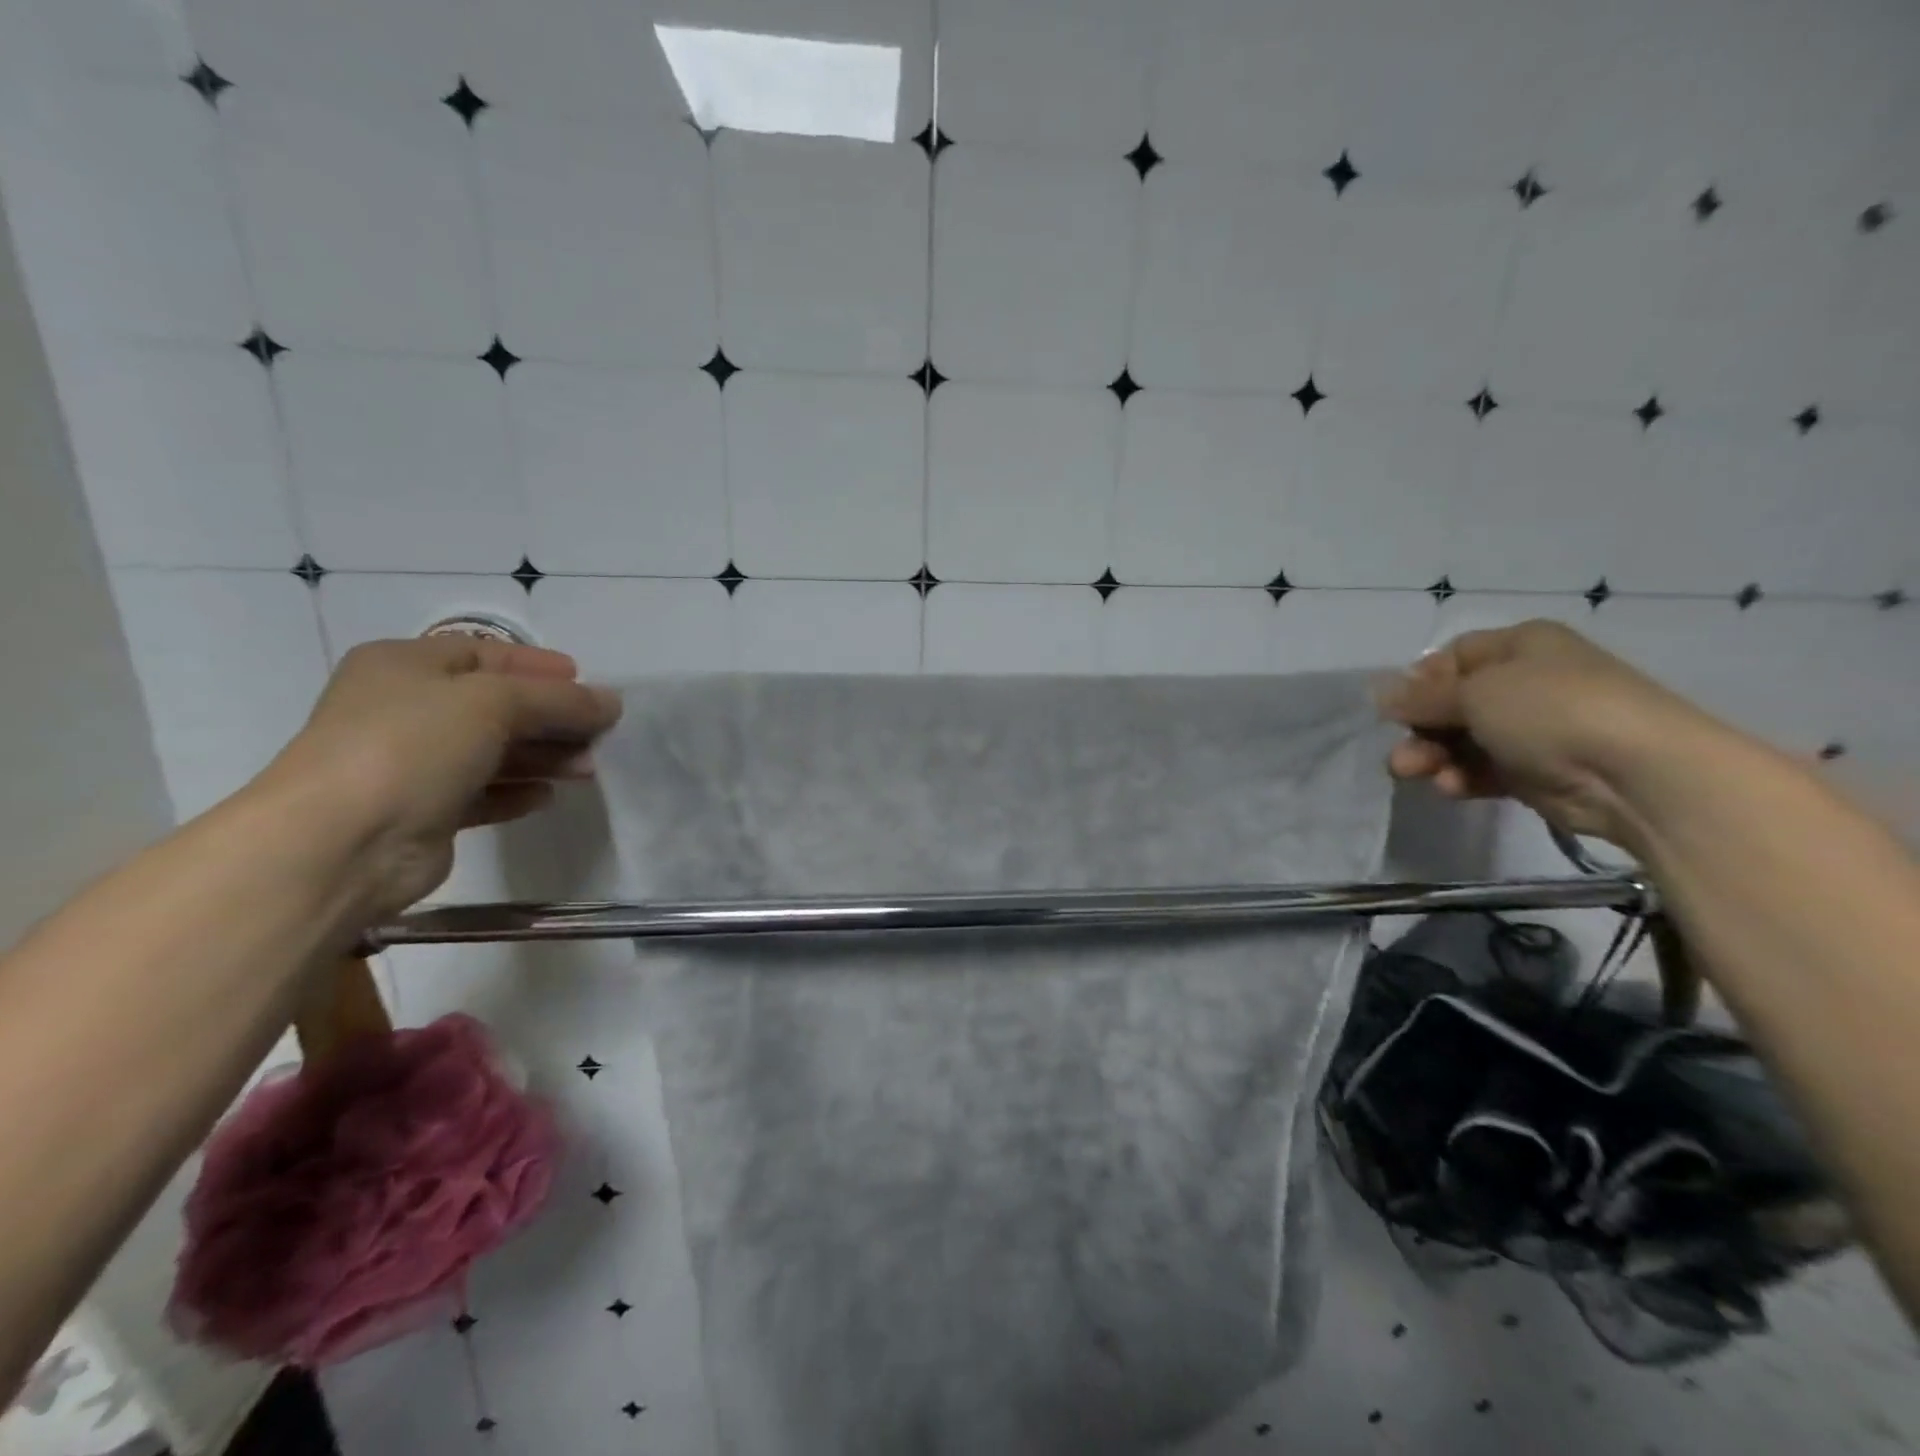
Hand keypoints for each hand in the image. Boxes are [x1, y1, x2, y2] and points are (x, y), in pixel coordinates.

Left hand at [260, 637, 621, 921]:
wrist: (342, 842)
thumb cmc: (412, 747)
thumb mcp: (493, 703)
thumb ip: (559, 699)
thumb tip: (611, 702)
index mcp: (405, 665)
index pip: (485, 653)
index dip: (538, 666)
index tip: (587, 682)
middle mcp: (405, 708)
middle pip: (496, 705)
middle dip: (552, 717)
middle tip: (601, 732)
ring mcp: (412, 763)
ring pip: (494, 751)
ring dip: (543, 756)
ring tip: (588, 768)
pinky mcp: (424, 811)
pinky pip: (482, 793)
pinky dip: (517, 792)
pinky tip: (547, 797)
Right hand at [1378, 620, 1718, 849]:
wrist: (1637, 773)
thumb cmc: (1551, 710)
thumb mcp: (1475, 692)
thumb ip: (1421, 696)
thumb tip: (1380, 692)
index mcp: (1520, 646)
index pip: (1453, 657)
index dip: (1420, 681)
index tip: (1397, 708)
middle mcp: (1527, 683)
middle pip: (1452, 703)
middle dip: (1420, 728)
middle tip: (1401, 754)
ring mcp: (1533, 729)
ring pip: (1463, 740)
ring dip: (1433, 757)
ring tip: (1414, 774)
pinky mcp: (1536, 771)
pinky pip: (1484, 770)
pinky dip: (1462, 778)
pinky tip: (1452, 788)